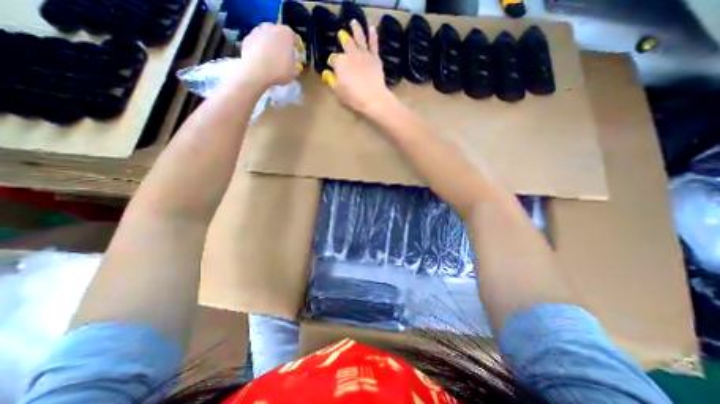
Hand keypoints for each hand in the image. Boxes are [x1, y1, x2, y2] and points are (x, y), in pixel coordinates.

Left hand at [237, 24, 302, 89]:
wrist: (256, 72)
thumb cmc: (279, 71)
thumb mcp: (294, 73)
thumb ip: (295, 66)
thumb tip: (294, 65)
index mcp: (286, 34)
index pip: (293, 37)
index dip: (295, 47)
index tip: (295, 56)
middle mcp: (271, 27)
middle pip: (278, 35)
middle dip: (281, 44)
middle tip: (283, 57)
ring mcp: (257, 31)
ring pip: (266, 38)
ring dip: (269, 46)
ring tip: (271, 60)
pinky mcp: (247, 38)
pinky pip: (257, 44)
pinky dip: (259, 50)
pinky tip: (261, 62)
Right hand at [324, 19, 395, 115]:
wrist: (372, 98)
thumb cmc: (352, 97)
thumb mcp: (338, 92)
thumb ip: (332, 82)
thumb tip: (327, 74)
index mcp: (340, 63)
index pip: (333, 59)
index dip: (332, 63)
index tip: (332, 67)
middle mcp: (351, 55)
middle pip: (346, 44)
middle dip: (343, 38)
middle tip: (341, 34)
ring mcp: (364, 55)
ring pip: (359, 38)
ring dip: (356, 29)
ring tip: (354, 22)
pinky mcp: (375, 58)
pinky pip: (374, 44)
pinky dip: (373, 36)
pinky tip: (373, 29)